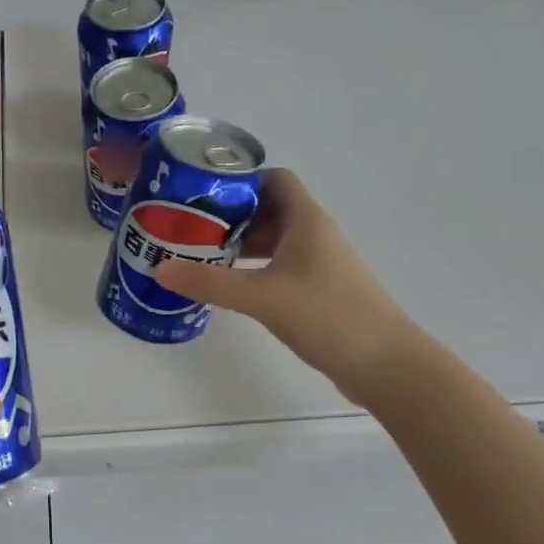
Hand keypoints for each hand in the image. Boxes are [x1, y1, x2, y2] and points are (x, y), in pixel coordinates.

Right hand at [156, 169, 422, 404]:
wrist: (384, 363)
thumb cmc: (328, 315)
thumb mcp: (263, 297)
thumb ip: (210, 282)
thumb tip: (159, 267)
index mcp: (306, 220)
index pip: (273, 179)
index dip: (239, 180)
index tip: (201, 192)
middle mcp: (312, 234)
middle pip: (266, 210)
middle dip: (228, 215)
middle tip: (187, 226)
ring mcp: (316, 264)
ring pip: (271, 241)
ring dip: (237, 244)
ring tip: (197, 254)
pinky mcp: (315, 291)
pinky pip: (276, 267)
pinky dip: (250, 269)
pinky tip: (227, 285)